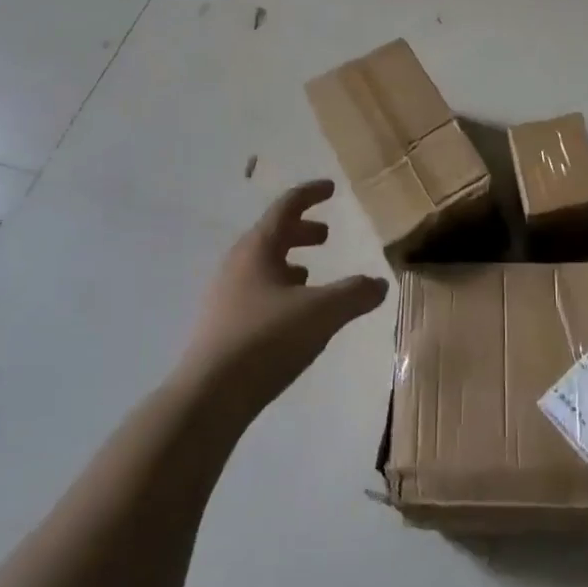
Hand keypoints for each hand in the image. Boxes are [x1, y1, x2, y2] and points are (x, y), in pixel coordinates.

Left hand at [182, 180, 388, 416]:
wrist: (208, 398)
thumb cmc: (266, 340)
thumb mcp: (321, 313)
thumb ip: (354, 294)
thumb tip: (380, 283)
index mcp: (258, 248)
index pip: (286, 207)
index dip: (310, 194)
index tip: (331, 188)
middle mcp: (238, 264)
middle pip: (272, 235)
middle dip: (301, 231)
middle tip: (326, 235)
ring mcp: (225, 295)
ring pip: (263, 265)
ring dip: (289, 261)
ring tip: (311, 274)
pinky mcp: (222, 325)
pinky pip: (256, 291)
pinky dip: (279, 289)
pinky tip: (292, 314)